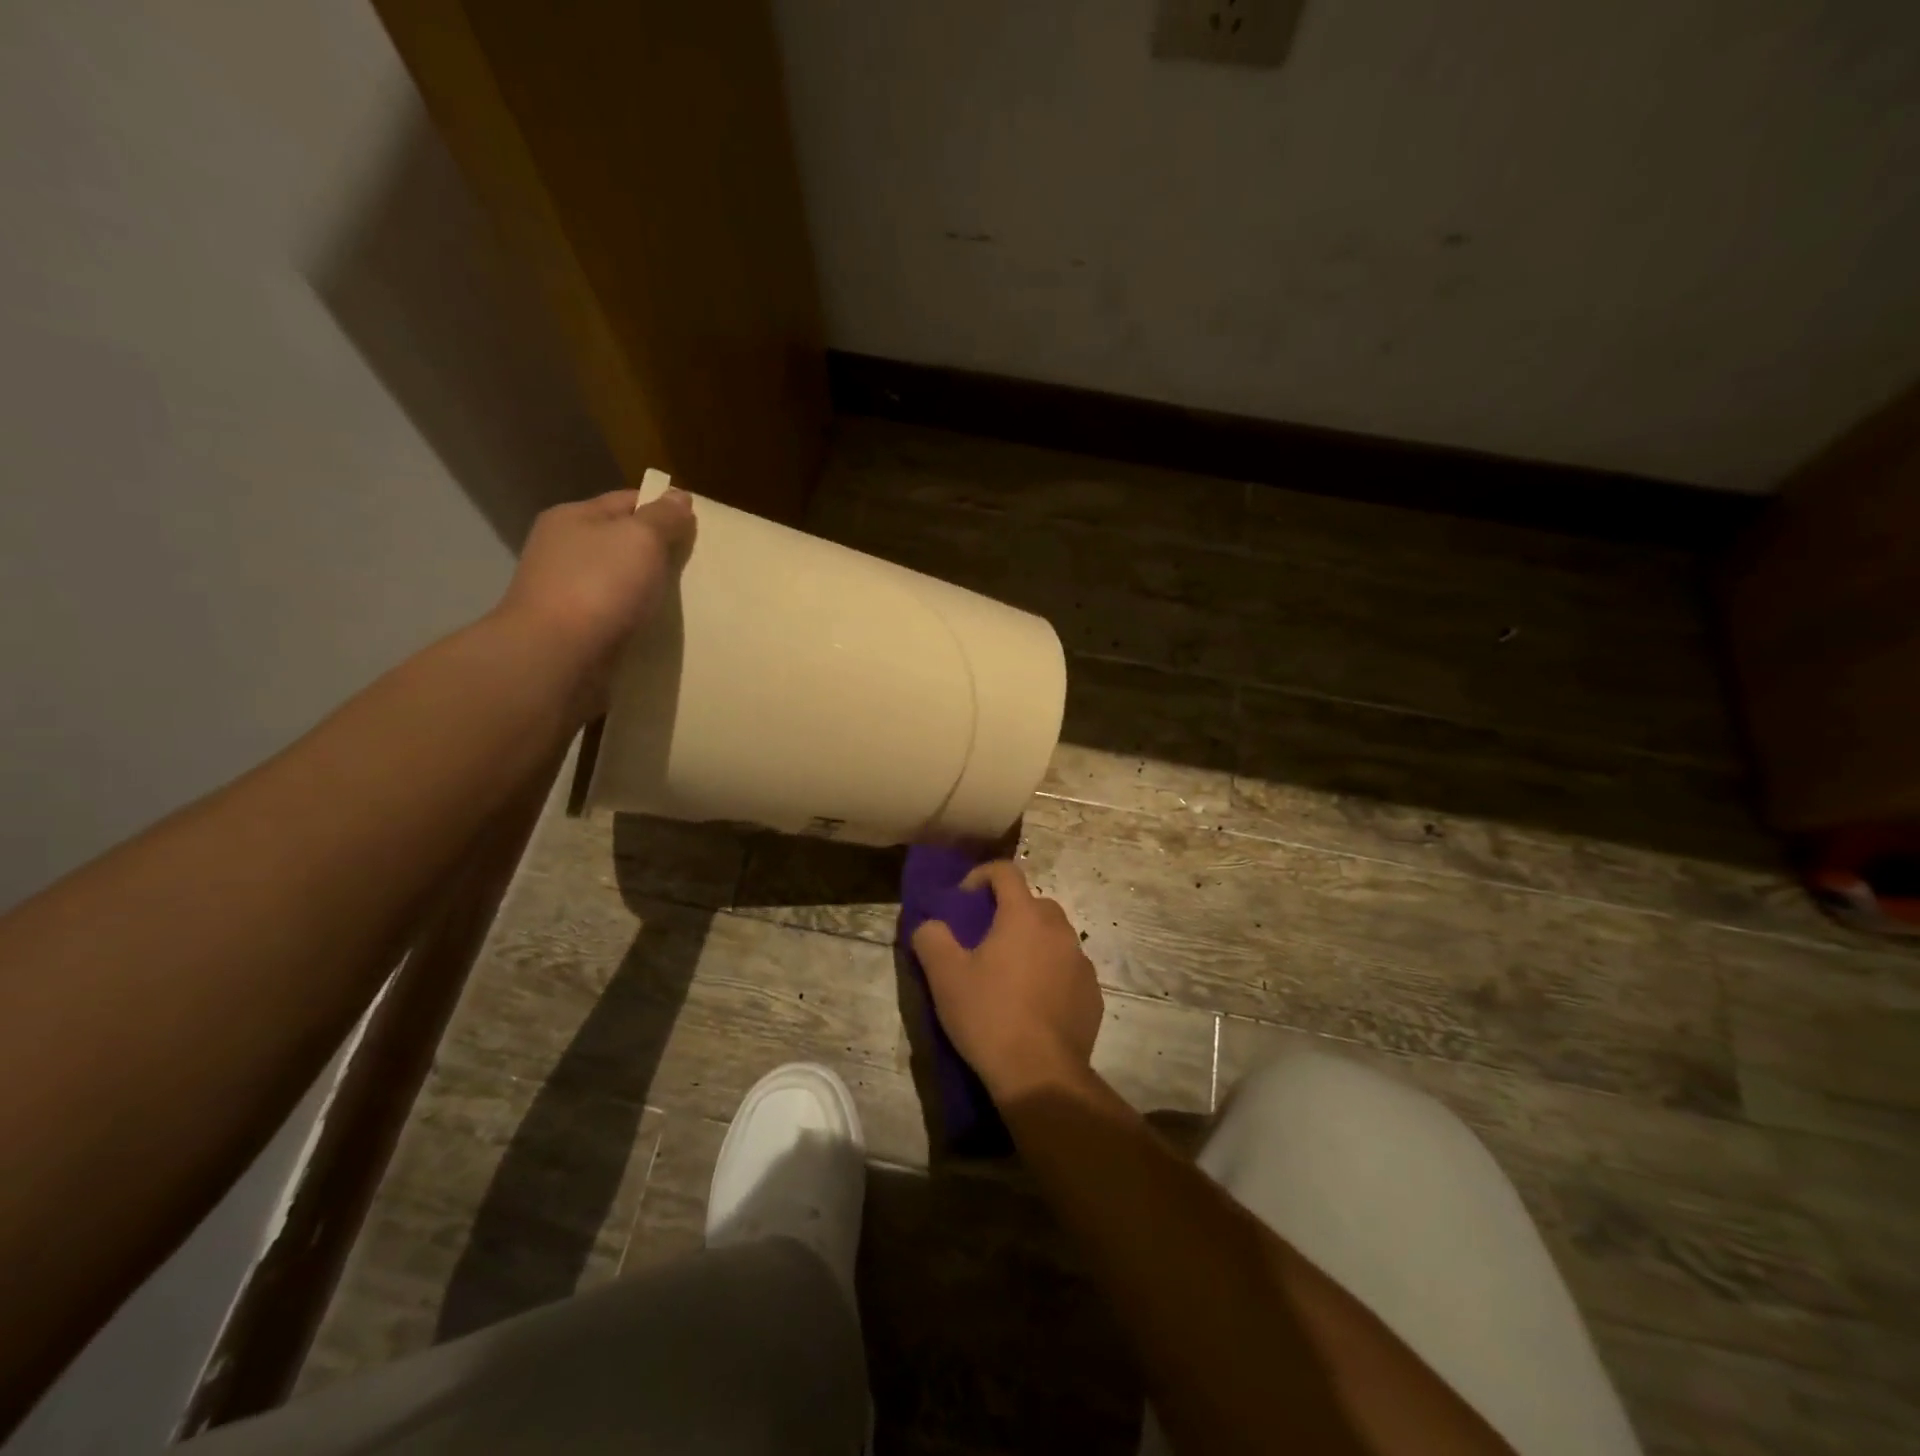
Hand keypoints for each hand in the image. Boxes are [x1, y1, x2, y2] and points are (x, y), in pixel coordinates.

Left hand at [492, 487, 695, 711]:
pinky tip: (657, 629)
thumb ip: (663, 517)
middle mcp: (563, 551)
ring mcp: (565, 593)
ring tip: (684, 601)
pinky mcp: (573, 632)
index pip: (627, 501)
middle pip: (621, 543)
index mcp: (573, 518)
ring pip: (618, 583)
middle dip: (657, 553)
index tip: (697, 528)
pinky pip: (614, 617)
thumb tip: (678, 497)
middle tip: (697, 567)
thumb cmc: (599, 587)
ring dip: (646, 590)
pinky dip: (635, 620)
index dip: (663, 509)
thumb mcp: (640, 539)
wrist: (556, 659)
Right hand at [911, 860, 1103, 1100]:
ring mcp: (1081, 961)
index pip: (1005, 871)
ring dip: (1031, 943)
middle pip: (1032, 903)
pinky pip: (1067, 969)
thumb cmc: (989, 1016)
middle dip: (1008, 912)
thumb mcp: (944, 976)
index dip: (980, 876)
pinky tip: (1033, 1003)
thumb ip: (931, 937)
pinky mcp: (1092, 993)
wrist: (1040, 1075)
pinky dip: (1051, 973)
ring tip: (1009, 975)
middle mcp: (1059, 929)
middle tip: (984, 942)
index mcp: (1024, 916)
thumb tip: (931, 924)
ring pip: (1053, 936)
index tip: (963, 900)